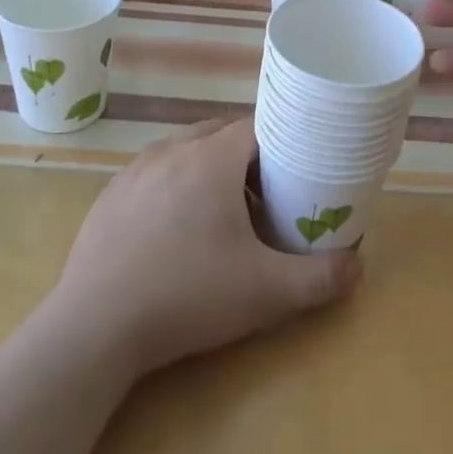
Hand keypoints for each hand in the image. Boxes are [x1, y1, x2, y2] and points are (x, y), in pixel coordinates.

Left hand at [52, 116, 361, 377]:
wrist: (94, 328)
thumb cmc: (187, 296)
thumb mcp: (266, 292)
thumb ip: (320, 278)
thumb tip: (358, 267)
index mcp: (211, 157)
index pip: (258, 125)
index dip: (284, 142)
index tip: (299, 170)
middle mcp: (171, 150)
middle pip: (222, 134)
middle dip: (250, 157)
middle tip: (269, 196)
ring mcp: (134, 170)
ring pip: (186, 151)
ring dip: (211, 169)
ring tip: (225, 213)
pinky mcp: (110, 195)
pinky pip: (155, 174)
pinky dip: (176, 186)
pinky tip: (176, 231)